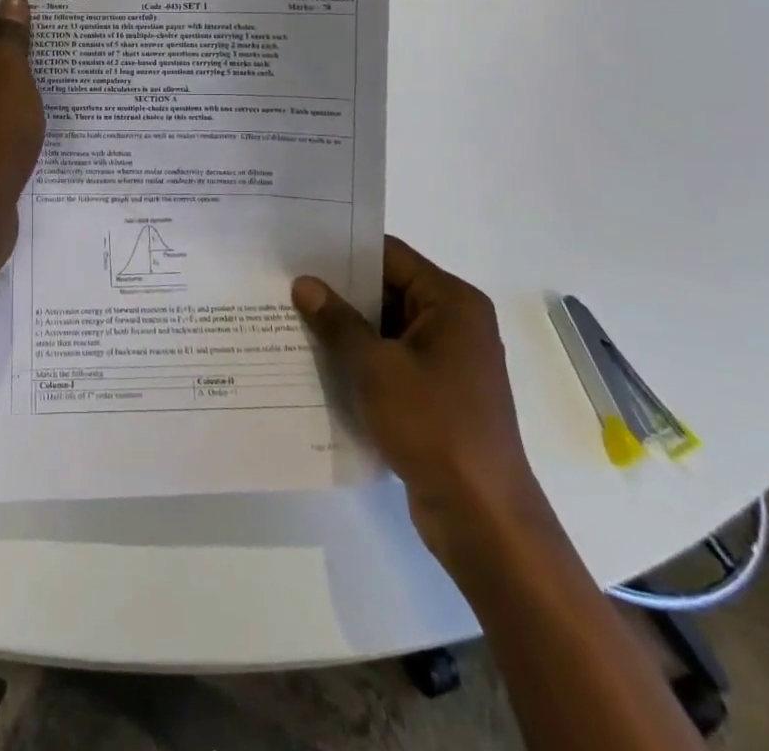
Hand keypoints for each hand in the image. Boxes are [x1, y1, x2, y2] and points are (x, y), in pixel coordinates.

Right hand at [293, 238, 544, 563]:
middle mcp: (454, 322)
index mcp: (451, 302)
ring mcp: (447, 360)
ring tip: (291, 320)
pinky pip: (391, 359)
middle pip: (387, 289)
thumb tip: (305, 284)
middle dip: (339, 291)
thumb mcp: (376, 367)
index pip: (390, 256)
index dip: (344, 251)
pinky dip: (360, 359)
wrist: (483, 517)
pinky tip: (318, 362)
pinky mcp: (437, 393)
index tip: (298, 251)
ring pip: (385, 327)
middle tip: (285, 285)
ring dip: (346, 328)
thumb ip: (337, 321)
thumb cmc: (434, 426)